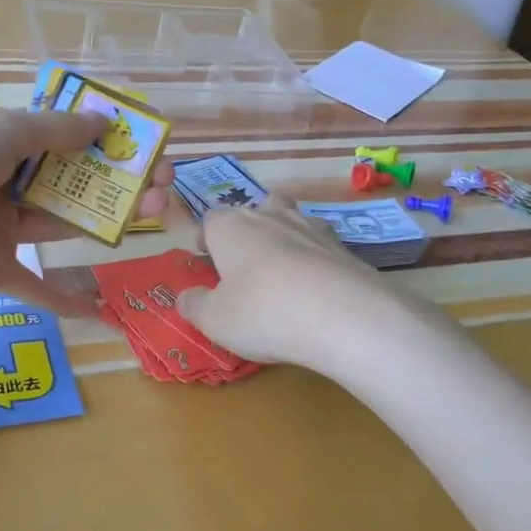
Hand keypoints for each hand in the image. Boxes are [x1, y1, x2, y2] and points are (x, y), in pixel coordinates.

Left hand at [0, 107, 174, 314]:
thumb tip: (104, 122)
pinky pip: (33, 284)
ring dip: (106, 220)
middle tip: (162, 185)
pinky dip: (63, 299)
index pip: (58, 136)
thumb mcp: (2, 131)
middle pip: (69, 180)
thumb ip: (56, 130)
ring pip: (62, 222)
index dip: (100, 140)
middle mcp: (2, 180)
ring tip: (155, 216)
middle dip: (116, 180)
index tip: (139, 144)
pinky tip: (99, 308)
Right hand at [176, 196, 387, 364]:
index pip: (210, 218)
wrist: (345, 317)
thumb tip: (186, 296)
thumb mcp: (214, 320)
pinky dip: (315, 261)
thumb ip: (194, 305)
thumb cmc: (263, 313)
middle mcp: (270, 216)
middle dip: (247, 232)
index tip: (206, 262)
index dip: (206, 238)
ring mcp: (312, 228)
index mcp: (231, 226)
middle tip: (244, 266)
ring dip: (283, 239)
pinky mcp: (345, 248)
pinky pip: (321, 247)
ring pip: (291, 220)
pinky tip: (316, 290)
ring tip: (282, 275)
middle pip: (254, 210)